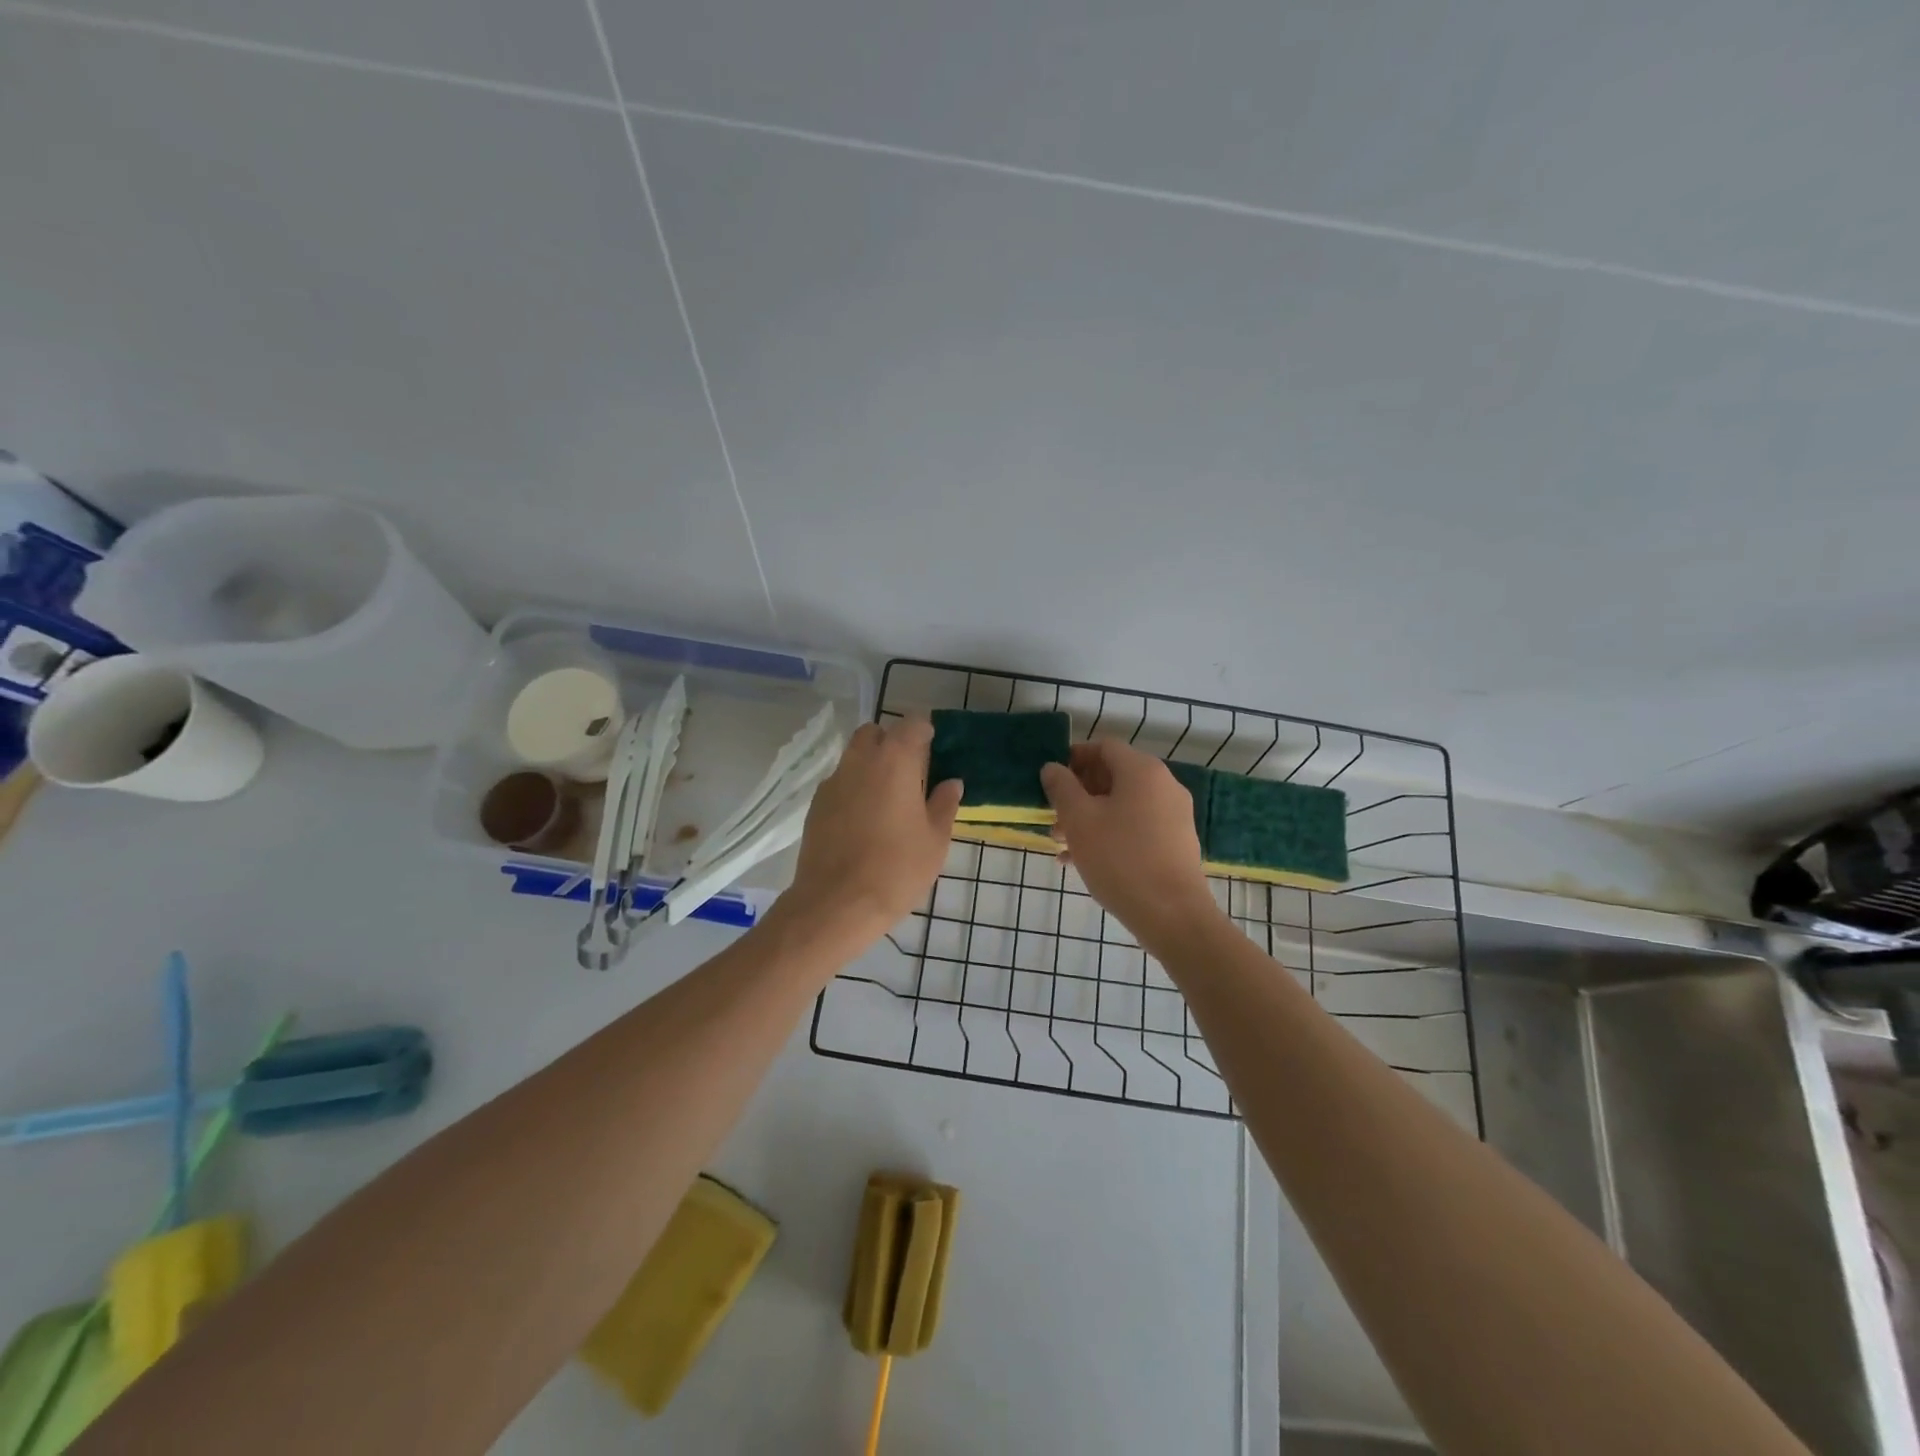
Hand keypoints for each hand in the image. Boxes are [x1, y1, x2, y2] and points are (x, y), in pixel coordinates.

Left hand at [780, 716, 962, 941]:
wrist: (836, 904)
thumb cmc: (896, 869)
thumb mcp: (935, 840)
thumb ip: (944, 804)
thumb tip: (951, 783)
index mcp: (894, 761)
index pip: (912, 724)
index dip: (925, 731)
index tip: (934, 750)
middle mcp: (860, 761)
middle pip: (875, 733)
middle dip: (892, 743)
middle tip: (910, 773)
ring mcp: (833, 782)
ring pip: (853, 756)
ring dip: (871, 765)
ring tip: (888, 799)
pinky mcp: (816, 805)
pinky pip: (840, 782)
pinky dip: (854, 788)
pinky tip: (864, 820)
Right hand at [1041, 741, 1219, 946]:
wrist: (1172, 915)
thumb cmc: (1120, 859)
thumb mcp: (1079, 820)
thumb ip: (1062, 788)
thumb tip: (1052, 768)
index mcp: (1142, 771)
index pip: (1104, 747)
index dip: (1074, 758)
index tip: (1051, 779)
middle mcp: (1163, 785)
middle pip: (1114, 776)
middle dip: (1079, 793)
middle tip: (1053, 816)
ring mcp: (1173, 815)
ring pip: (1123, 805)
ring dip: (1090, 817)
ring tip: (1061, 843)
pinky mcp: (1175, 843)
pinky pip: (1136, 827)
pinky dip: (1109, 834)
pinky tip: (1081, 861)